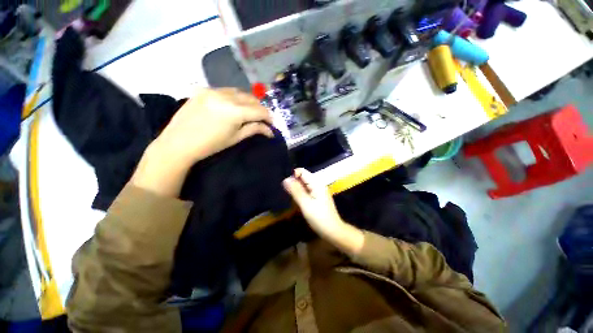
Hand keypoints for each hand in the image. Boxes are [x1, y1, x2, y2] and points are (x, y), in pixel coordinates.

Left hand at [153, 88, 272, 168]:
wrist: (178, 143)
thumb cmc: (210, 145)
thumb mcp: (236, 138)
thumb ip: (254, 129)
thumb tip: (270, 130)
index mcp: (234, 111)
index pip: (260, 110)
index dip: (269, 117)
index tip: (271, 124)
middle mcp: (225, 96)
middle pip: (251, 98)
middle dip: (260, 108)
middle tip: (262, 119)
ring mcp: (212, 90)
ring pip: (239, 92)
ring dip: (248, 101)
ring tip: (249, 112)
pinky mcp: (203, 89)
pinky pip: (225, 90)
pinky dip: (234, 97)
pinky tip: (233, 106)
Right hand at [283, 169, 363, 254]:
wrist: (333, 231)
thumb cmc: (319, 217)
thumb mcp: (305, 204)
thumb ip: (296, 191)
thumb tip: (285, 179)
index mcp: (316, 183)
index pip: (302, 172)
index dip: (293, 176)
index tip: (286, 186)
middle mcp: (318, 185)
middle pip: (303, 178)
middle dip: (294, 183)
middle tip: (288, 194)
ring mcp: (319, 191)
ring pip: (304, 185)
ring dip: (297, 189)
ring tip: (292, 198)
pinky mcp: (318, 197)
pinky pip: (307, 191)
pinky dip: (301, 194)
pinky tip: (298, 201)